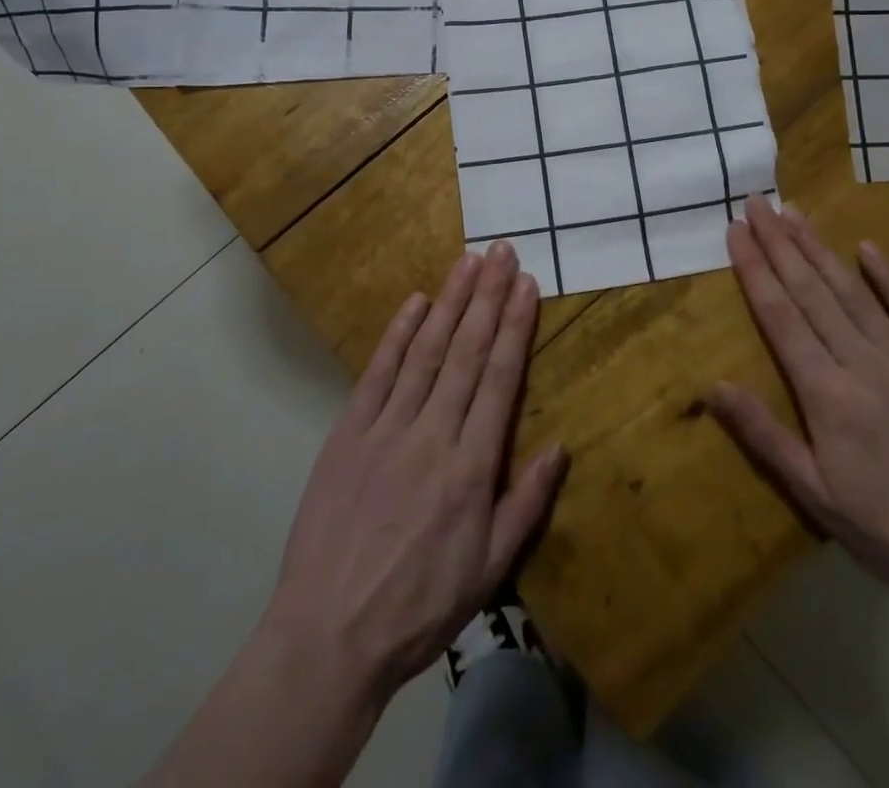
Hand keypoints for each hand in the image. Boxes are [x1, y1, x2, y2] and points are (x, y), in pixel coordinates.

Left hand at [261, 242, 567, 701]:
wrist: (329, 635)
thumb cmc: (419, 606)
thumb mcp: (489, 570)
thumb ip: (526, 503)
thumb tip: (560, 446)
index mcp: (472, 466)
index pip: (500, 379)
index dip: (515, 327)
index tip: (527, 285)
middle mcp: (433, 433)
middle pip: (466, 351)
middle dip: (488, 297)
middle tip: (503, 252)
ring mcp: (387, 428)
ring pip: (426, 351)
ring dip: (450, 302)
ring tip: (468, 262)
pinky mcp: (348, 432)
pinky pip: (377, 373)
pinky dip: (398, 334)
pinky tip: (416, 302)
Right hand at [708, 197, 888, 611]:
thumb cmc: (885, 528)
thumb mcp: (813, 492)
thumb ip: (763, 434)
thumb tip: (712, 386)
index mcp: (827, 394)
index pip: (781, 317)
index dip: (755, 270)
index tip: (736, 232)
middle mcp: (864, 364)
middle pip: (812, 292)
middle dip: (780, 244)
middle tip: (758, 204)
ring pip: (854, 292)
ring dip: (819, 250)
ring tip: (794, 214)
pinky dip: (888, 278)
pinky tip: (867, 247)